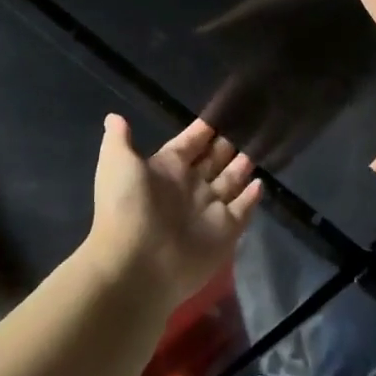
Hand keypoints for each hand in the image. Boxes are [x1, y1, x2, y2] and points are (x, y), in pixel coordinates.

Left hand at [84, 115, 263, 309]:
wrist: (137, 265)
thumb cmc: (127, 208)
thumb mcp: (117, 163)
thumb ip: (120, 139)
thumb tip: (113, 116)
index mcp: (166, 168)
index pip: (190, 143)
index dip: (204, 129)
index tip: (224, 111)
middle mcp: (190, 186)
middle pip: (214, 160)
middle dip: (228, 145)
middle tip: (250, 125)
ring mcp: (209, 209)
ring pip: (230, 181)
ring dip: (242, 166)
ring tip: (260, 147)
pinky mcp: (226, 231)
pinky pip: (243, 209)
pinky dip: (252, 197)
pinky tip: (261, 183)